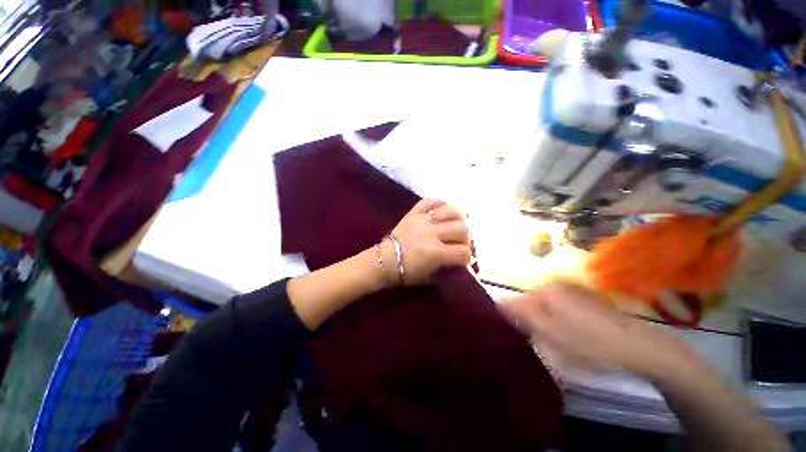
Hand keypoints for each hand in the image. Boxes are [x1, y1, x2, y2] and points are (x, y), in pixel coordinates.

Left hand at [385, 199, 471, 285]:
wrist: (385, 260)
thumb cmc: (406, 272)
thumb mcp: (430, 277)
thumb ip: (447, 268)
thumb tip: (461, 261)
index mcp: (437, 253)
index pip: (463, 252)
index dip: (468, 256)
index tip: (463, 258)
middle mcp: (432, 234)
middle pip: (462, 229)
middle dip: (465, 237)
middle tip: (459, 242)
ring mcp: (423, 220)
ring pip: (450, 211)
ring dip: (457, 218)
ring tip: (454, 224)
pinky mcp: (413, 213)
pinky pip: (429, 201)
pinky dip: (438, 203)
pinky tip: (442, 210)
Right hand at [499, 282, 699, 380]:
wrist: (640, 347)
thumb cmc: (591, 343)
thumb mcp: (551, 333)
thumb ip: (521, 315)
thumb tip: (496, 303)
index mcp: (545, 290)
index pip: (515, 302)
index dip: (513, 321)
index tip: (519, 339)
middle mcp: (555, 285)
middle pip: (530, 304)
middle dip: (529, 323)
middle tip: (540, 345)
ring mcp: (571, 292)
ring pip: (544, 308)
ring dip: (544, 325)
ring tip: (556, 344)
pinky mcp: (583, 300)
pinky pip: (559, 310)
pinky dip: (558, 323)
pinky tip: (571, 338)